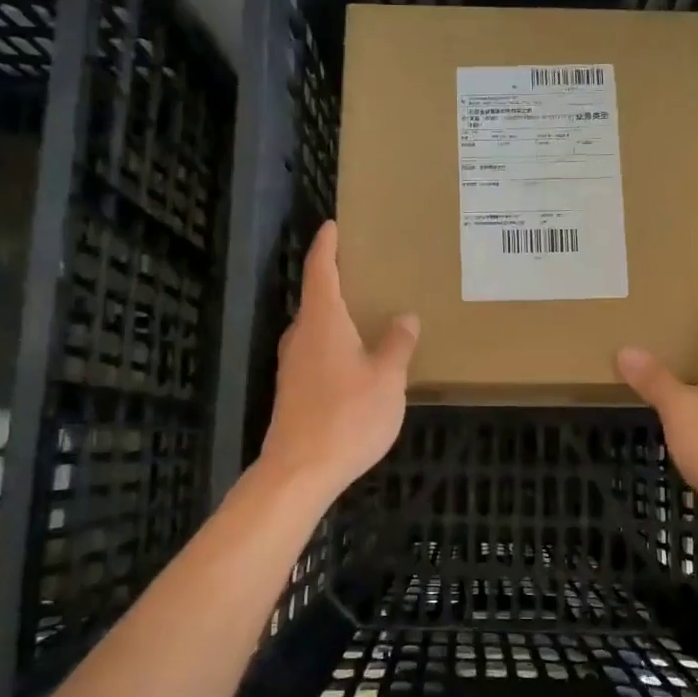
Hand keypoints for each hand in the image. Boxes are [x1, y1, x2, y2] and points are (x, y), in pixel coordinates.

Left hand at [259, 221, 419, 500]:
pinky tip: (354, 357)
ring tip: (363, 311)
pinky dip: (333, 341)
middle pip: (315, 297)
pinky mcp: (293, 390)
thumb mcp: (387, 379)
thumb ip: (397, 345)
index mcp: (322, 322)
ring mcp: (292, 365)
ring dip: (335, 313)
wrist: (300, 471)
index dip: (327, 246)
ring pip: (314, 327)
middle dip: (335, 279)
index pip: (321, 270)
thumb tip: (405, 316)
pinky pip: (315, 351)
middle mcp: (301, 336)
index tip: (333, 225)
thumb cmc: (348, 416)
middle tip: (363, 269)